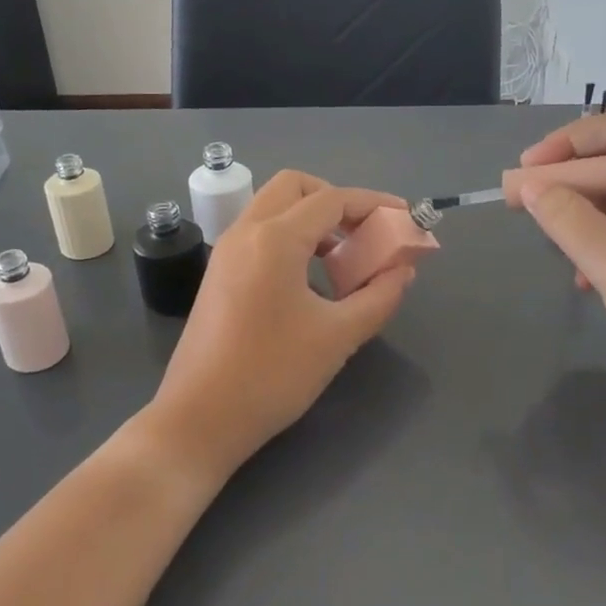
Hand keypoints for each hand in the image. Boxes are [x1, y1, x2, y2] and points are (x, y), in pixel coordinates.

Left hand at [145, 171, 416, 484]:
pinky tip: (310, 280)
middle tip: (364, 234)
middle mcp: (246, 232)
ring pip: (273, 208)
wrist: (199, 419)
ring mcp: (226, 252)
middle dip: (336, 200)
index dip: (374, 203)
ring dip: (312, 219)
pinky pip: (259, 234)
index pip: (332, 199)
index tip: (405, 217)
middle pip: (295, 187)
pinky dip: (290, 238)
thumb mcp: (338, 337)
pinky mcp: (218, 274)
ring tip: (343, 260)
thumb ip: (379, 296)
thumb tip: (403, 270)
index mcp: (275, 239)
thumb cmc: (272, 375)